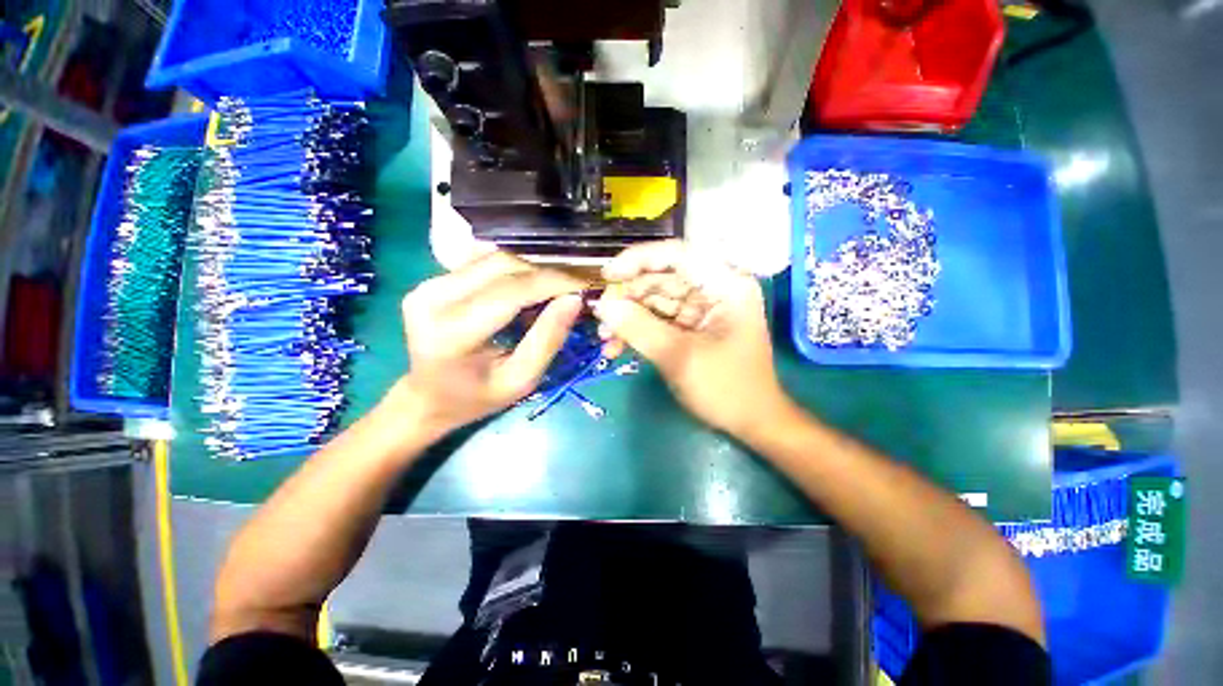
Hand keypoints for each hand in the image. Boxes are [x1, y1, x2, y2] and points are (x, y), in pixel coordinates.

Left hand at [399, 251, 584, 435]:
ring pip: (495, 258)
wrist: (427, 397)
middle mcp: (433, 298)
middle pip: (503, 266)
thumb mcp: (521, 380)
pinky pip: (483, 262)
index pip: (512, 291)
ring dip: (531, 270)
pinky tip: (527, 287)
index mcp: (453, 332)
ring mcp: (428, 284)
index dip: (554, 282)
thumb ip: (548, 339)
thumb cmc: (477, 398)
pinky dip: (513, 270)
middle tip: (573, 289)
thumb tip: (574, 299)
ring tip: (553, 289)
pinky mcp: (432, 279)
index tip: (585, 285)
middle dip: (546, 273)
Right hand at [592, 240, 789, 437]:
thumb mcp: (678, 356)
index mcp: (725, 285)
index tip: (607, 275)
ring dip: (628, 317)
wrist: (750, 422)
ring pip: (656, 300)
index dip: (638, 260)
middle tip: (601, 318)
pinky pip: (659, 319)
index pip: (677, 255)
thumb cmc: (725, 388)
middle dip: (628, 297)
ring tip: (604, 338)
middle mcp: (714, 289)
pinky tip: (616, 347)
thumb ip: (638, 327)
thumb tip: (602, 305)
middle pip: (662, 277)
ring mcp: (702, 308)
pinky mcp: (692, 326)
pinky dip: (638, 331)